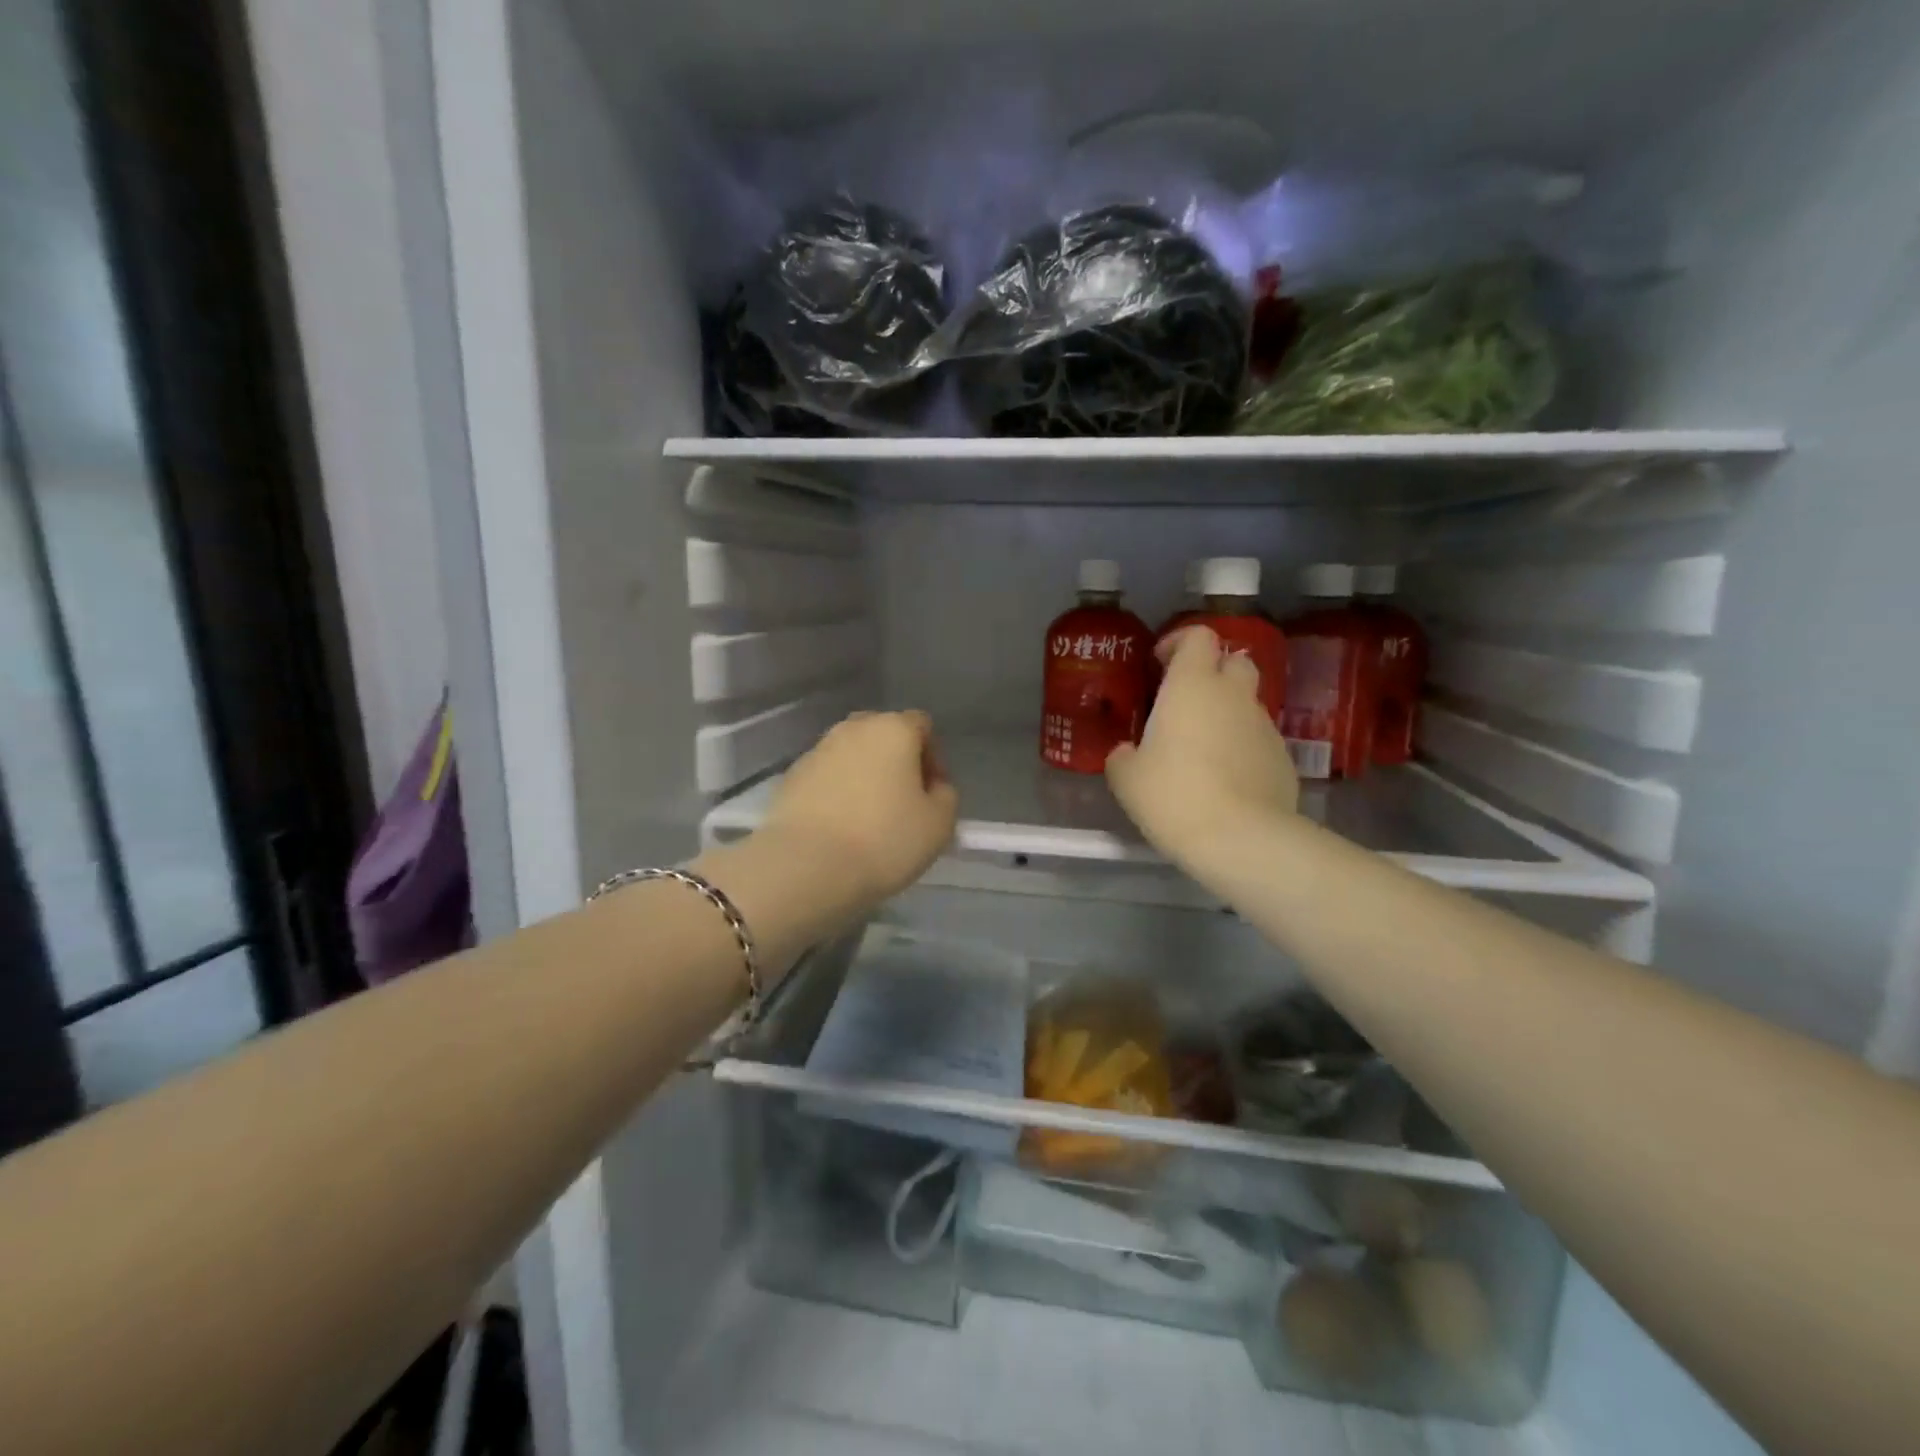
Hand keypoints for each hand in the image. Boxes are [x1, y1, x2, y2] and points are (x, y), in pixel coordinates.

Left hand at [763, 711, 959, 903]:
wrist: (807, 866)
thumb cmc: (884, 840)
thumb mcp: (939, 823)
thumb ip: (945, 795)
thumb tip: (932, 787)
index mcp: (893, 729)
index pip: (922, 726)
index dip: (934, 758)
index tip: (933, 794)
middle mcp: (853, 728)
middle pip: (884, 736)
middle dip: (897, 762)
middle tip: (903, 803)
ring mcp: (817, 751)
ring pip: (852, 756)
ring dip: (864, 777)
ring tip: (869, 819)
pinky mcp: (791, 777)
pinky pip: (825, 777)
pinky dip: (836, 793)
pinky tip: (839, 827)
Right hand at [1106, 628, 1297, 868]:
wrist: (1241, 840)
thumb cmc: (1174, 796)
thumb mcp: (1126, 778)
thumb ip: (1123, 756)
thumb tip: (1129, 753)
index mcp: (1193, 685)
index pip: (1198, 636)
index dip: (1179, 642)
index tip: (1159, 664)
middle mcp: (1234, 695)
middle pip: (1233, 661)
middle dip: (1212, 672)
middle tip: (1185, 702)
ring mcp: (1265, 726)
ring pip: (1247, 703)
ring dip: (1226, 714)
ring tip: (1202, 750)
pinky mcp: (1283, 759)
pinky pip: (1259, 740)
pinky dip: (1242, 747)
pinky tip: (1226, 781)